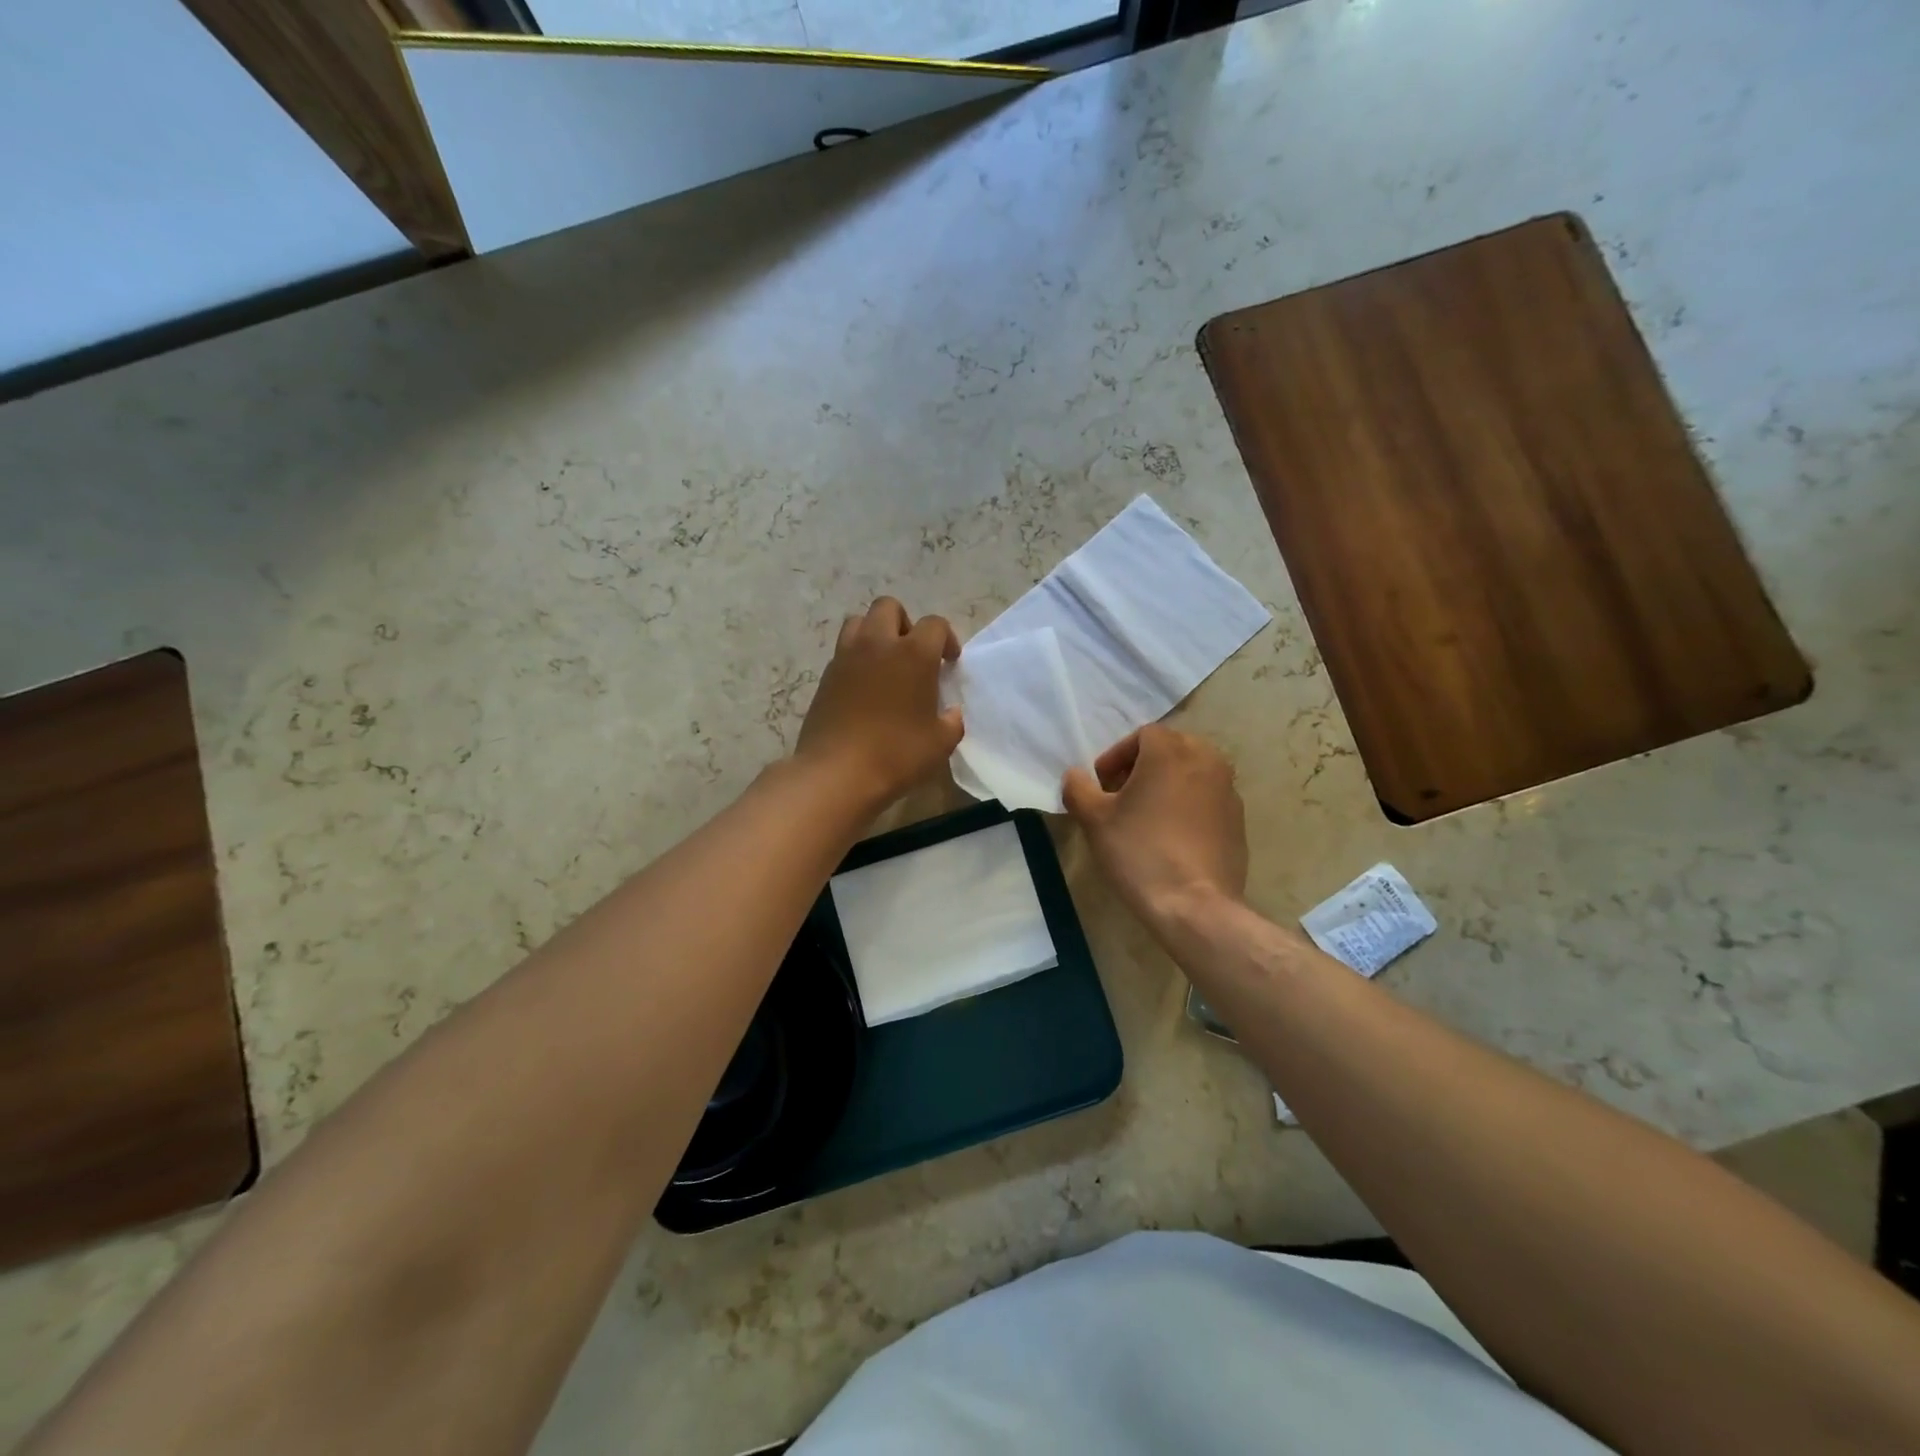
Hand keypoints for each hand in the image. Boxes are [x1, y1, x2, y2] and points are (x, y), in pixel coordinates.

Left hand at [796, 597, 963, 807]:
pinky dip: (856, 659)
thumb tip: (951, 713)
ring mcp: (846, 657)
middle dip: (905, 623)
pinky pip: (843, 651)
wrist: (836, 773)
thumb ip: (952, 721)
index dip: (946, 639)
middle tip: (913, 654)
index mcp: (913, 654)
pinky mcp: (825, 676)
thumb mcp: (940, 743)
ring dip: (875, 634)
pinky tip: (865, 689)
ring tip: (885, 664)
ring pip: (859, 622)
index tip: (948, 662)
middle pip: (889, 607)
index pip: (934, 624)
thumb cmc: (897, 754)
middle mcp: (877, 644)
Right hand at [1062, 725, 1247, 930]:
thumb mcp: (1094, 819)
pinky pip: (1207, 799)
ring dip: (1167, 784)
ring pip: (1192, 772)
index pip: (1142, 735)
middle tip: (1122, 795)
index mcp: (1171, 751)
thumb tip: (1075, 776)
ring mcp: (1228, 791)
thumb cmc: (1140, 851)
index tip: (1101, 785)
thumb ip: (1078, 788)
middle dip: (1143, 766)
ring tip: (1146, 816)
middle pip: (1171, 749)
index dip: (1116, 756)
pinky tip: (1171, 837)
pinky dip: (1188, 805)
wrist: (1194, 905)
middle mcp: (1206, 760)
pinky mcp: (1238, 820)